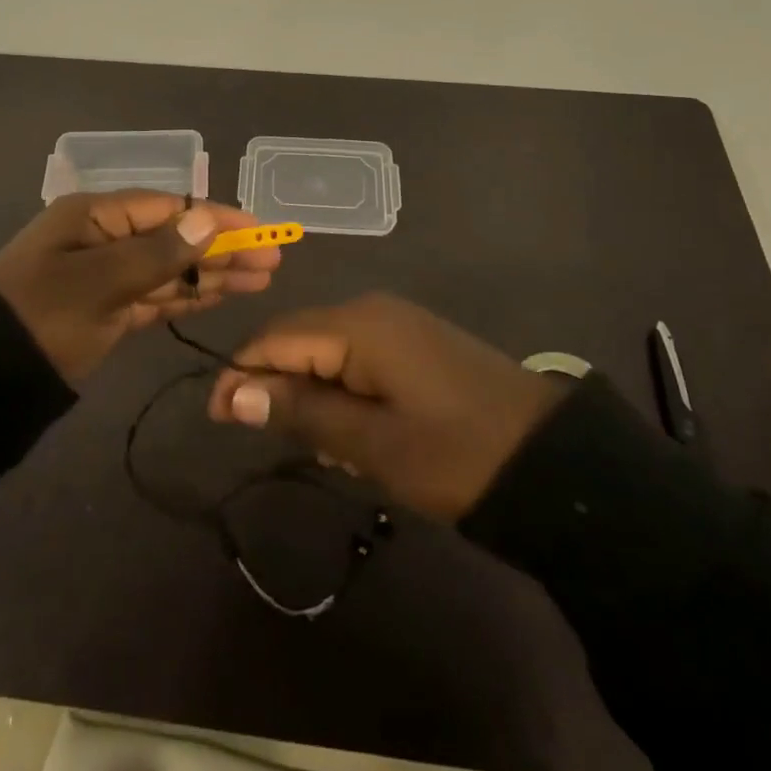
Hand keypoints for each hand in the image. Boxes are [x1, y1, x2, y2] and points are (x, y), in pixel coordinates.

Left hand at [0, 191, 280, 386]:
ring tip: (262, 279)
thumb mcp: (99, 282)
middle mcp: (103, 238)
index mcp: (94, 215)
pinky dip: (187, 295)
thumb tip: (207, 219)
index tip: (260, 231)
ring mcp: (106, 276)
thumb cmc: (42, 317)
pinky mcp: (107, 311)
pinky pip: (155, 295)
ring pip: (170, 268)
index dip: (217, 218)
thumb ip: (157, 253)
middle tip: (273, 261)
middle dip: (223, 247)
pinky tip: (221, 294)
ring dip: (213, 272)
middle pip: (174, 236)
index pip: (169, 208)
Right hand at [207, 294, 566, 519]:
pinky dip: (343, 393)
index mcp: (356, 324)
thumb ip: (300, 410)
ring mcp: (396, 323)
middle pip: (298, 340)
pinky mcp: (414, 343)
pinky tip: (360, 434)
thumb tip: (232, 393)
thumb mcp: (370, 441)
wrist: (553, 460)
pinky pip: (357, 358)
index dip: (240, 375)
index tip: (217, 420)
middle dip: (279, 389)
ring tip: (333, 450)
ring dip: (314, 397)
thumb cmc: (455, 452)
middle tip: (286, 445)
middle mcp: (370, 310)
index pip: (273, 338)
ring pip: (326, 352)